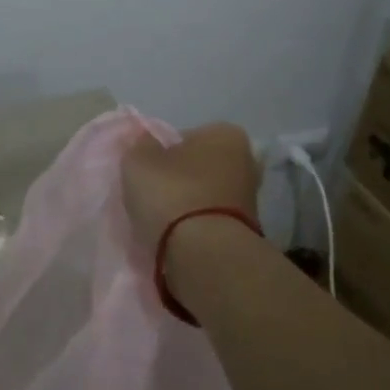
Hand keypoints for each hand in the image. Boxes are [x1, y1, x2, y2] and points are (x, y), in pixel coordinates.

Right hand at [121, 123, 260, 258]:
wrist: (205, 255)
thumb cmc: (172, 194)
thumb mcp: (138, 161)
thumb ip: (140, 146)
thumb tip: (146, 143)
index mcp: (225, 134)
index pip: (186, 137)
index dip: (163, 153)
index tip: (147, 172)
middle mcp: (246, 160)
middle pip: (200, 166)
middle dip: (181, 179)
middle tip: (154, 196)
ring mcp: (251, 198)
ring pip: (207, 195)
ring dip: (189, 205)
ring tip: (162, 222)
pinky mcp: (247, 231)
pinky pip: (212, 221)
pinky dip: (197, 226)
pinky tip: (177, 238)